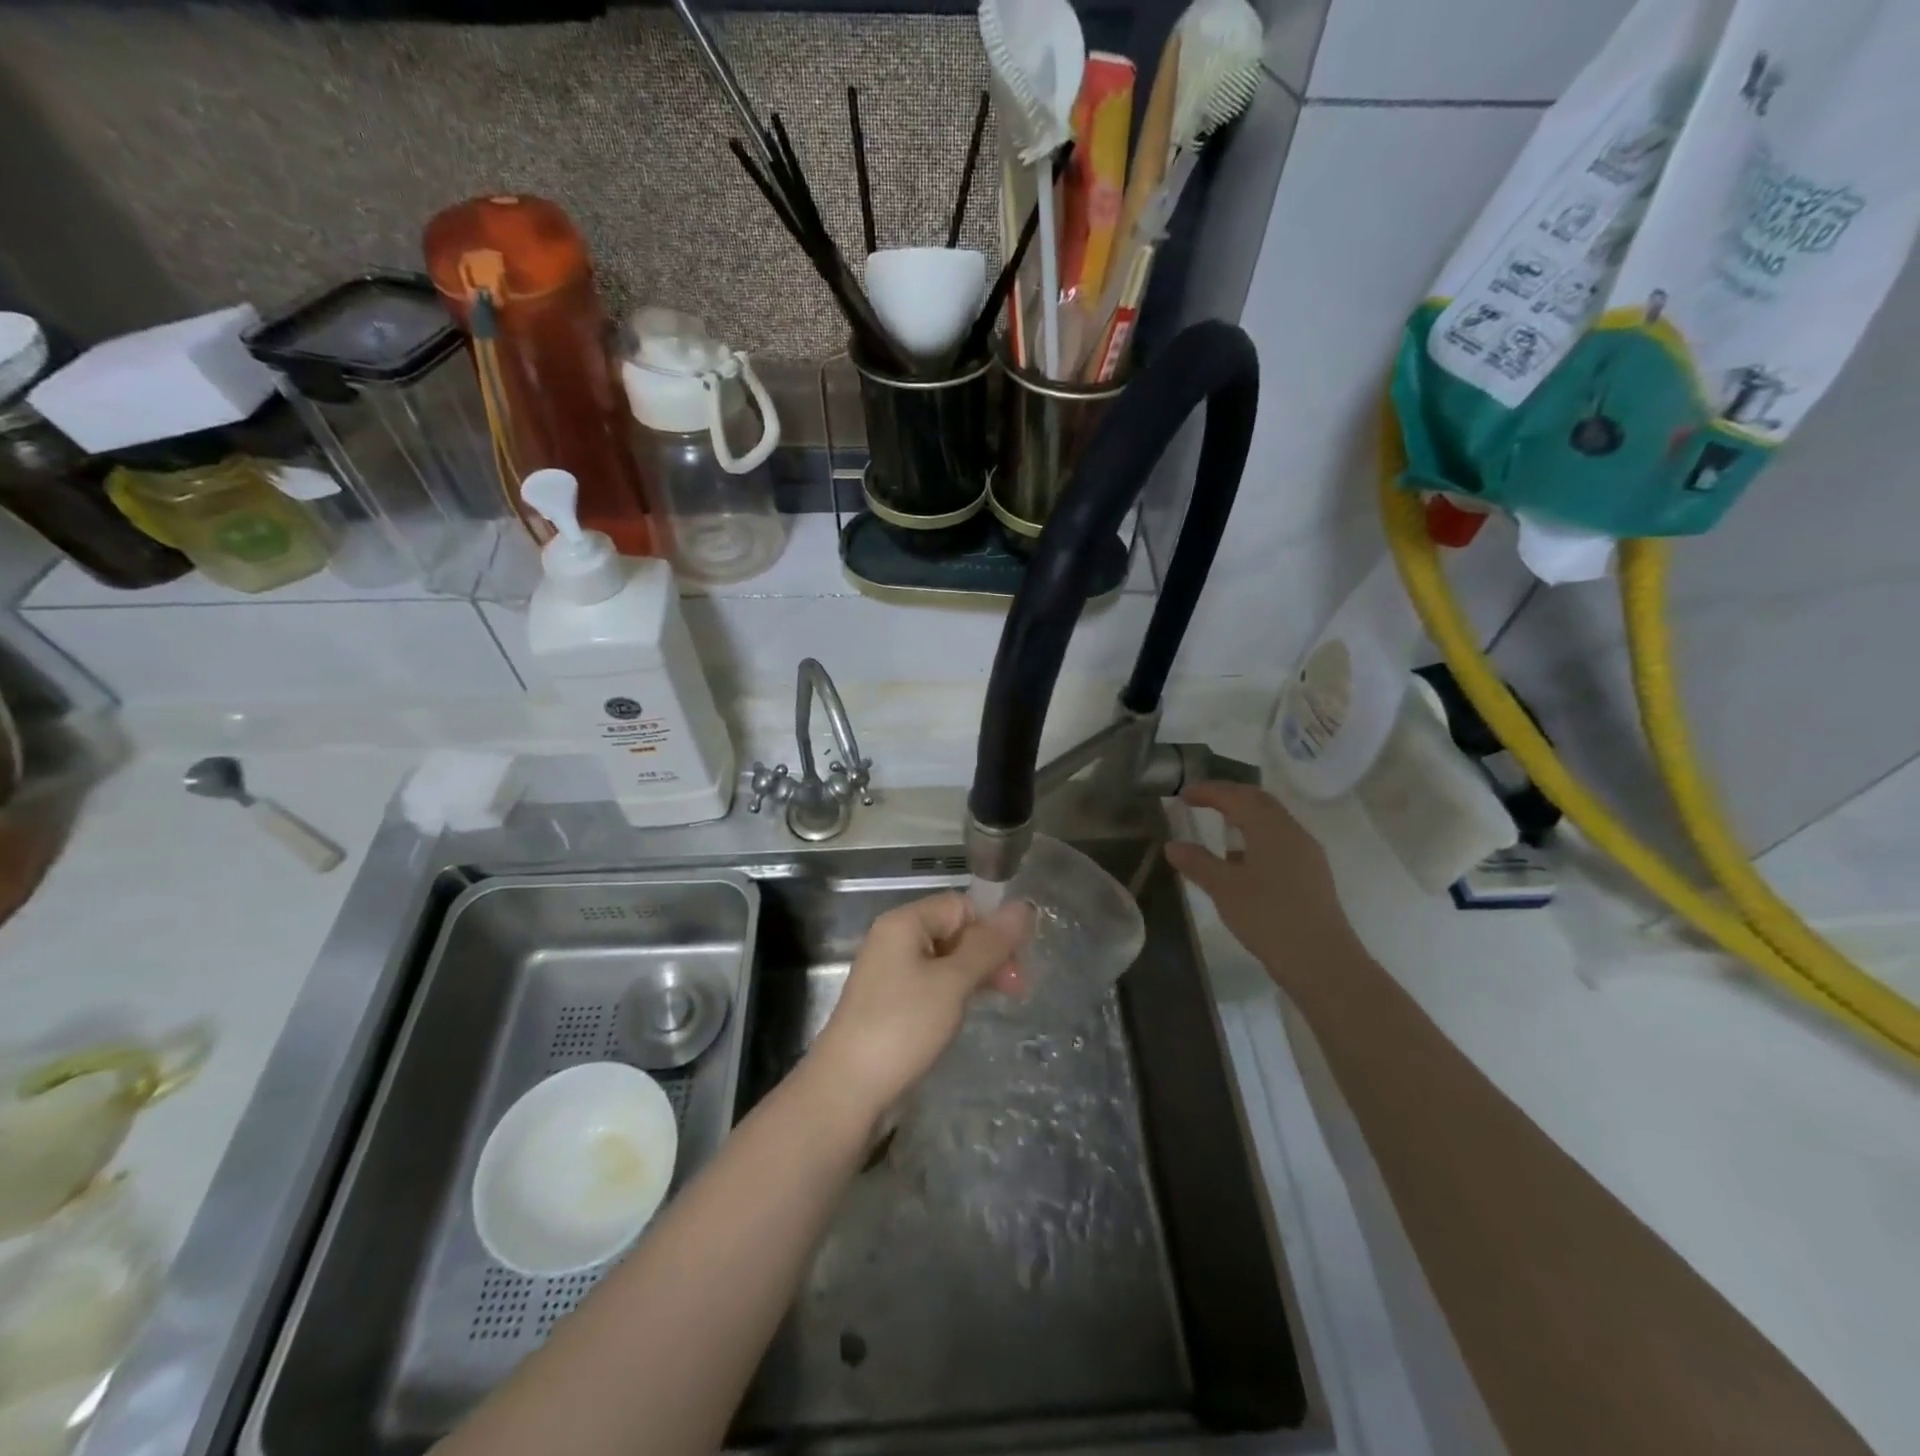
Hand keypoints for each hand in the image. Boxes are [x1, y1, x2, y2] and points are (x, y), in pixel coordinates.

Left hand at [811, 892, 1034, 1115]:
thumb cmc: (903, 1026)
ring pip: (945, 960)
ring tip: (1000, 1001)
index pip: (961, 906)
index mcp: (904, 922)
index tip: (1016, 964)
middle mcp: (894, 940)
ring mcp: (890, 972)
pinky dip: (954, 993)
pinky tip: (966, 1013)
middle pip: (954, 930)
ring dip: (975, 975)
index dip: (991, 928)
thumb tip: (1025, 906)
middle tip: (1016, 989)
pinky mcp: (890, 1003)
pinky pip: (931, 984)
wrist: (847, 1090)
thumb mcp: (953, 982)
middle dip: (988, 954)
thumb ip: (989, 944)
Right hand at [1164, 782, 1359, 990]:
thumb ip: (1197, 863)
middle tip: (1201, 800)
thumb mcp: (1224, 889)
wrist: (1322, 962)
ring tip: (1218, 825)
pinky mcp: (1311, 875)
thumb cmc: (1269, 918)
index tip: (1183, 793)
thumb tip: (1172, 845)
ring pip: (1272, 821)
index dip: (1209, 791)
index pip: (1237, 797)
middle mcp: (1293, 833)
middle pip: (1259, 801)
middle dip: (1229, 796)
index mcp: (1271, 829)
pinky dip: (1256, 837)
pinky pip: (1280, 841)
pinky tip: (1241, 860)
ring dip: (1245, 816)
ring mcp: (1307, 854)